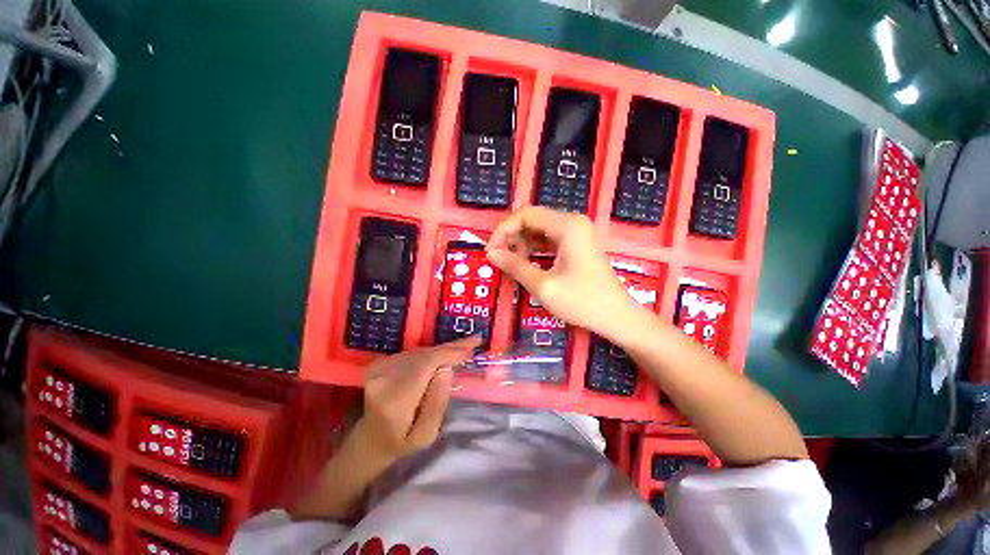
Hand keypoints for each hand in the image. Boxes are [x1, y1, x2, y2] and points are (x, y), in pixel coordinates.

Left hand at [355, 336, 479, 463]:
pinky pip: (413, 353)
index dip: (450, 354)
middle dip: (451, 348)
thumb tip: (446, 369)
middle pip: (424, 355)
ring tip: (463, 347)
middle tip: (474, 341)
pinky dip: (431, 353)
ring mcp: (378, 369)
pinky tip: (445, 354)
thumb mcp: (426, 435)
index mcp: (395, 401)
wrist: (370, 439)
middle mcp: (383, 379)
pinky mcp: (379, 364)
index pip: (426, 366)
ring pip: (420, 352)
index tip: (471, 348)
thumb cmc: (401, 442)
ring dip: (443, 349)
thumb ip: (437, 403)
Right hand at [486, 207, 641, 339]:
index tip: (491, 251)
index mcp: (567, 226)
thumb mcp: (543, 285)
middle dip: (511, 236)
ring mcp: (577, 233)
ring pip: (539, 229)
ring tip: (509, 262)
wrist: (617, 317)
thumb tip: (491, 253)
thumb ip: (515, 266)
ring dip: (521, 243)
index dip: (503, 230)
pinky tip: (524, 262)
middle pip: (532, 219)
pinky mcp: (577, 244)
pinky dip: (534, 248)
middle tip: (498, 258)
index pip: (525, 214)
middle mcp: (573, 222)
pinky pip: (549, 239)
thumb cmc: (582, 301)